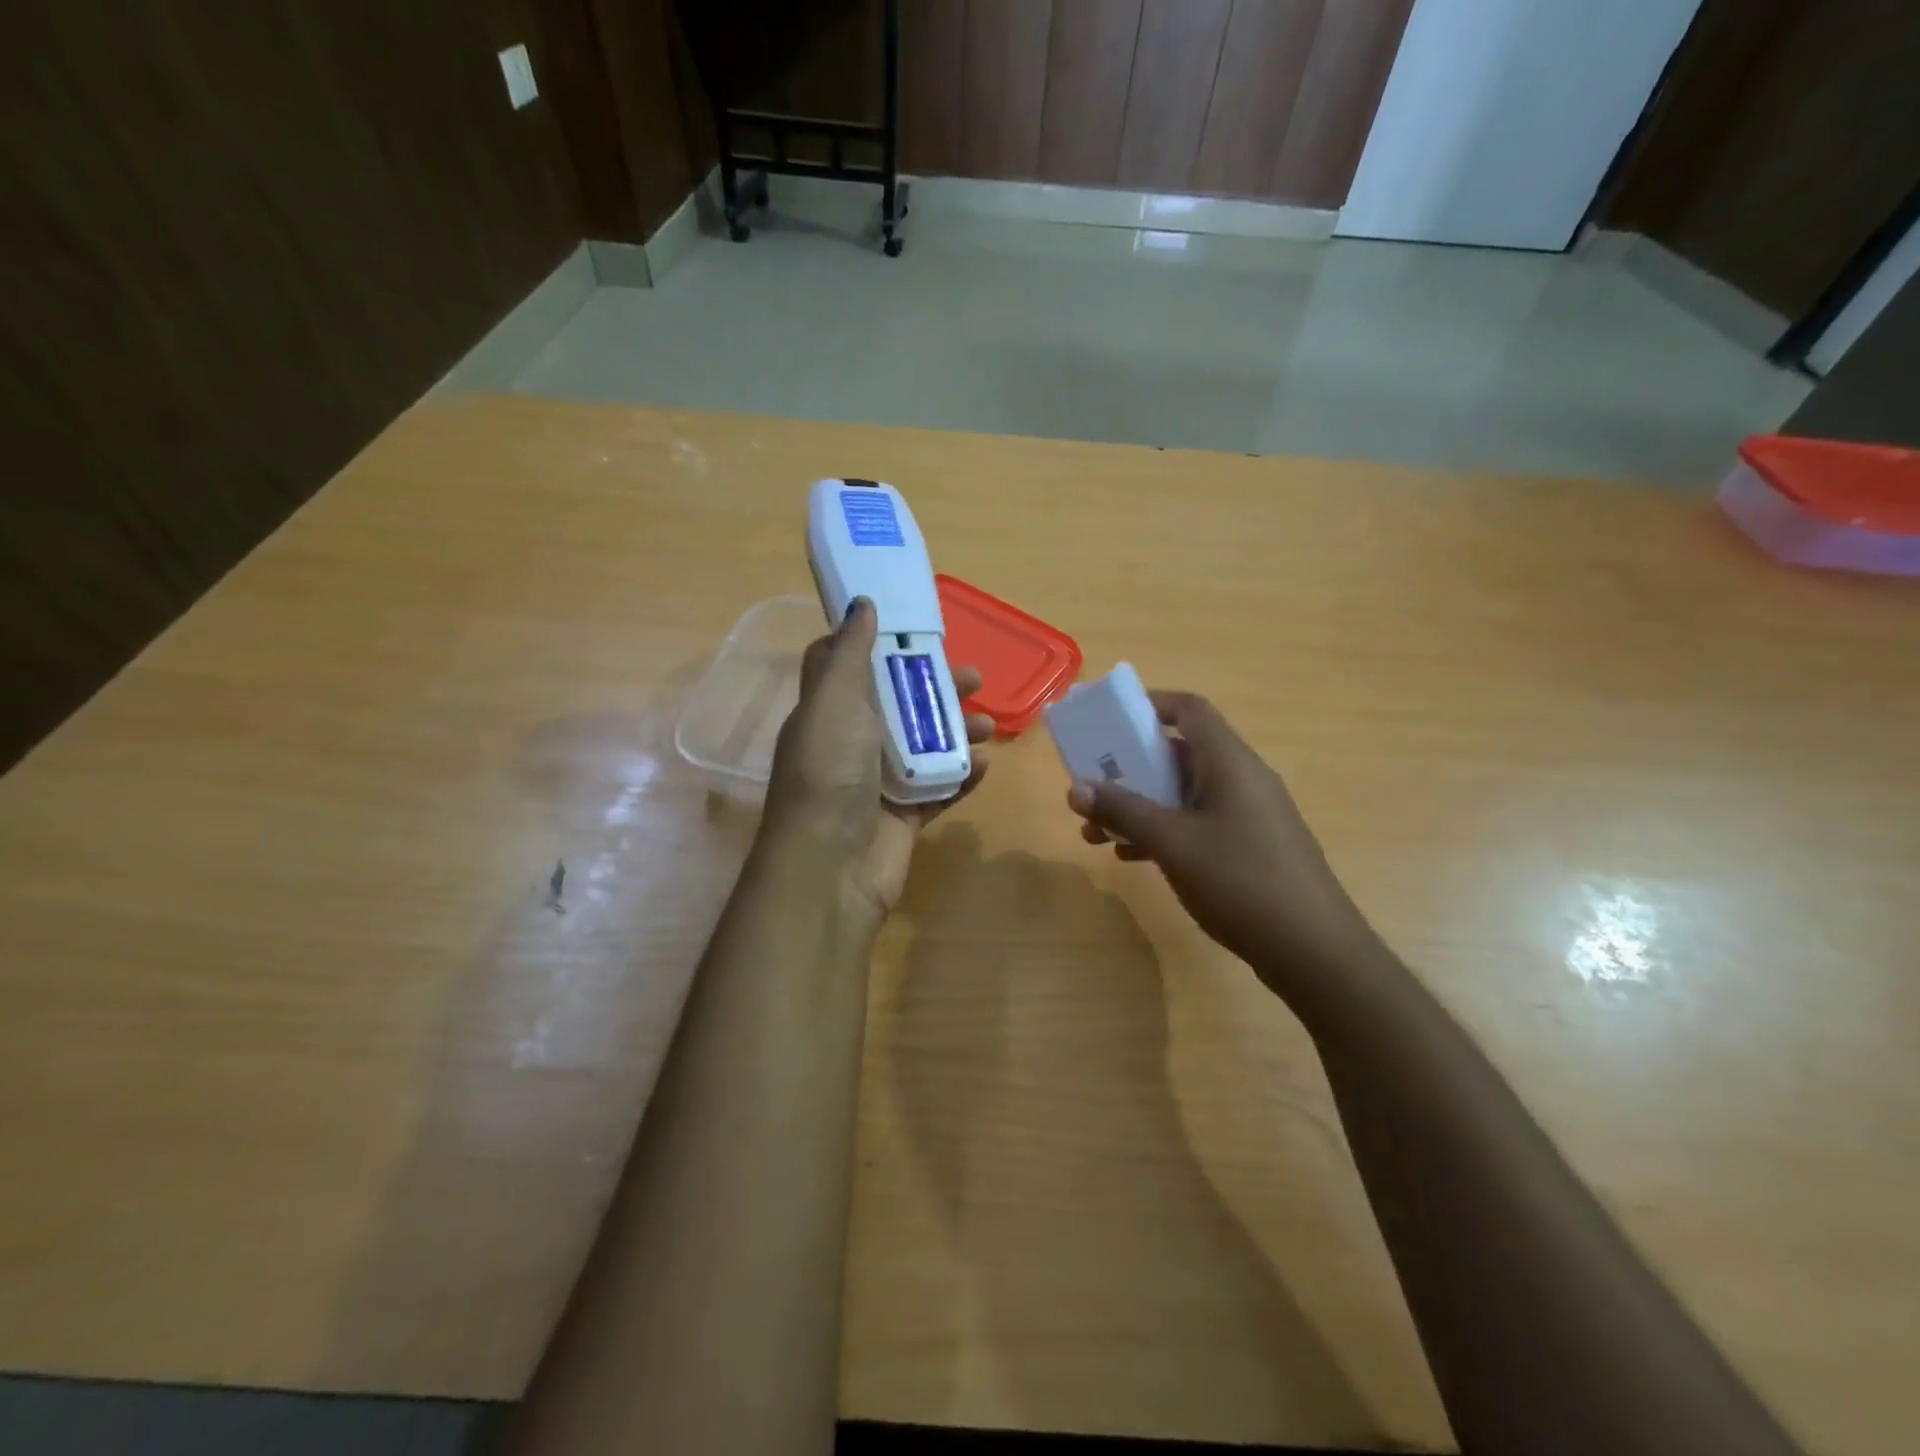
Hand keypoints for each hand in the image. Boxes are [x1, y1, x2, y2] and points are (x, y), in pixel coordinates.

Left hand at [763, 598, 990, 927]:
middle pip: (899, 705)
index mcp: (828, 712)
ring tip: (990, 727)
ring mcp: (879, 783)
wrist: (830, 867)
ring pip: (926, 746)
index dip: (880, 647)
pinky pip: (940, 788)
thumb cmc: (829, 772)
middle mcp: (851, 744)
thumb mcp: (833, 701)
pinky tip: (985, 766)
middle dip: (937, 689)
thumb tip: (861, 603)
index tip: (916, 631)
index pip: (850, 669)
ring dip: (958, 732)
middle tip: (976, 680)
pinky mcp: (904, 816)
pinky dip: (962, 775)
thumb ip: (849, 653)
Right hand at [1066, 690, 1383, 1012]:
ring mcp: (1249, 814)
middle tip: (1092, 787)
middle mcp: (1241, 779)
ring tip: (1097, 833)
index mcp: (1229, 762)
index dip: (1149, 705)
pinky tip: (1132, 857)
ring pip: (1184, 793)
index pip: (1189, 710)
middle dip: (1130, 769)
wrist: (1313, 950)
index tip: (1109, 723)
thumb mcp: (1172, 843)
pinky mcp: (1250, 846)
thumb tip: (1075, 788)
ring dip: (1140, 805)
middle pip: (1179, 754)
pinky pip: (1198, 822)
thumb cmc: (1241, 881)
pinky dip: (1163, 830)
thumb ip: (1123, 810)